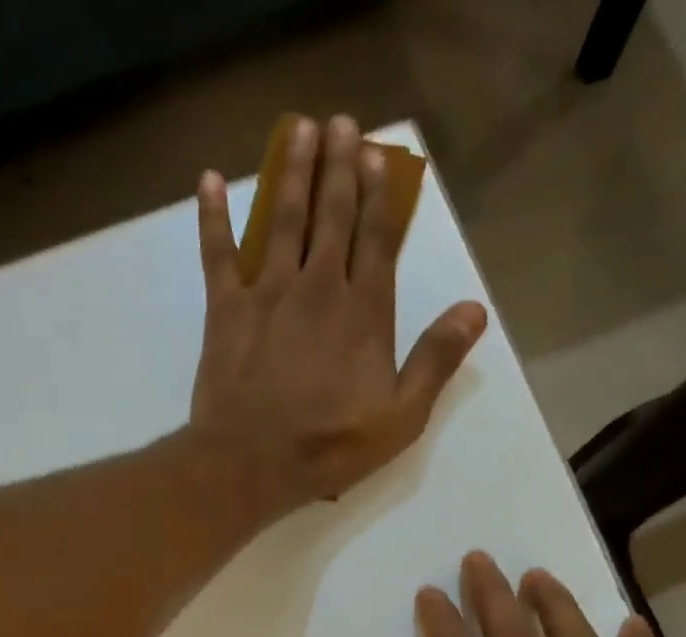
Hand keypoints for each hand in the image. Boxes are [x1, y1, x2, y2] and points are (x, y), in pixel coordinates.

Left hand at [188, 115, 486, 510]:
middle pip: (331, 216)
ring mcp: (268, 293)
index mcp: (364, 313)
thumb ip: (435, 362)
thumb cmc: (329, 448)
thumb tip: (475, 310)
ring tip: (299, 130)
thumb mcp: (400, 418)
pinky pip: (217, 253)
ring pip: (283, 220)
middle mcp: (318, 288)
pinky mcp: (225, 310)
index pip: (377, 240)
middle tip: (341, 124)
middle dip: (339, 167)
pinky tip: (210, 181)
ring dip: (292, 172)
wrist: (251, 463)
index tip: (378, 158)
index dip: (379, 197)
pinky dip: (213, 216)